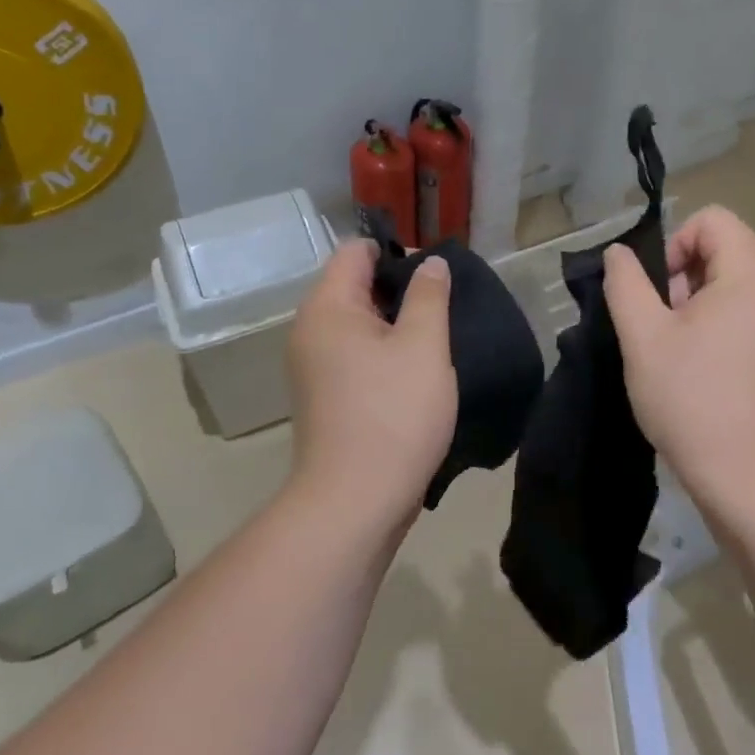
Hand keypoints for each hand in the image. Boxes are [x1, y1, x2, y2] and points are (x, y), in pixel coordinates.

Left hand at [286, 241, 456, 523]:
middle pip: (355, 286)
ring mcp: (314, 367)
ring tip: (436, 341)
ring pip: (358, 324)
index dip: (397, 253)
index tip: (435, 277)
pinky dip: (383, 354)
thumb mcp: (423, 345)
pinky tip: (415, 373)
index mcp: (327, 307)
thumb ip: (429, 295)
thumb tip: (429, 263)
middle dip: (401, 289)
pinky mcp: (325, 397)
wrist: (355, 502)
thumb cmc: (393, 414)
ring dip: (396, 325)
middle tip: (444, 309)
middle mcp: (311, 330)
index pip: (356, 251)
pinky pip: (355, 356)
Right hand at [603, 205, 754, 500]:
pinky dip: (718, 322)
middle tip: (662, 325)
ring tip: (676, 348)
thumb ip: (625, 283)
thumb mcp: (642, 335)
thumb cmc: (690, 397)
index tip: (657, 293)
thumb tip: (619, 253)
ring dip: (696, 302)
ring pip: (732, 282)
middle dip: (683, 276)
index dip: (674, 243)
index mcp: (754, 274)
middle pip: (724, 249)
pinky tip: (699, 363)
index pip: (712, 220)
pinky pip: (747, 310)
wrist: (746, 474)